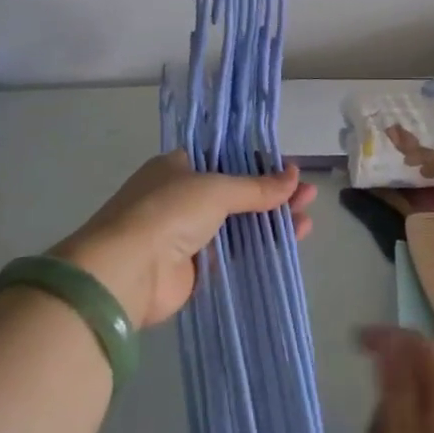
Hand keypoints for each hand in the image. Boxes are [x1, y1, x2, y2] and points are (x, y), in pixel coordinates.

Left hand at [53, 151, 317, 327]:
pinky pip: (234, 254)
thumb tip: (295, 176)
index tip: (290, 170)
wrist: (126, 273)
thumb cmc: (167, 213)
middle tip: (307, 195)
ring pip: (239, 224)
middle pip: (237, 193)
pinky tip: (289, 242)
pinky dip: (260, 248)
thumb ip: (257, 186)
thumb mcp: (216, 189)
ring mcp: (187, 234)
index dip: (260, 164)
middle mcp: (182, 197)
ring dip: (272, 221)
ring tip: (307, 219)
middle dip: (273, 194)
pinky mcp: (194, 269)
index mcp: (179, 167)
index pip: (227, 159)